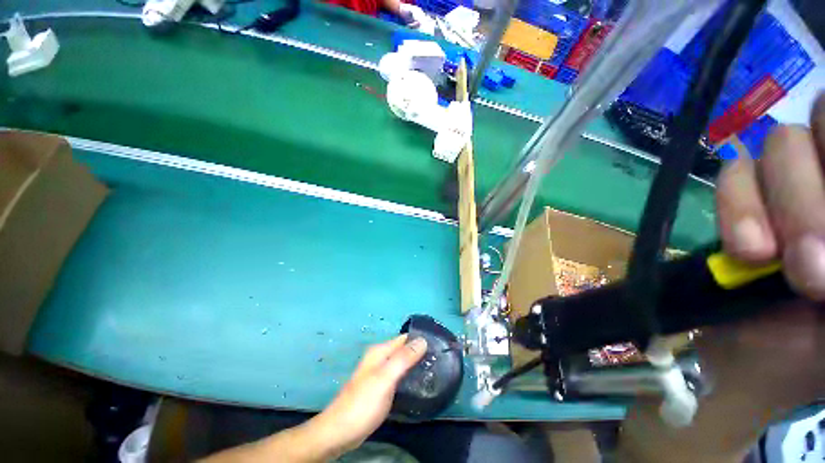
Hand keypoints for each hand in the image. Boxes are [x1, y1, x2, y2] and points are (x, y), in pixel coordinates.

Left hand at [200, 335, 426, 462]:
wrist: (340, 431)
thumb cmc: (363, 403)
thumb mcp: (385, 379)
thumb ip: (403, 359)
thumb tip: (422, 340)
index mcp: (380, 352)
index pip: (404, 338)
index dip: (420, 339)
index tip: (438, 345)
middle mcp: (379, 358)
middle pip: (403, 349)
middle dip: (419, 351)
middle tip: (439, 359)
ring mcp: (379, 373)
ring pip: (401, 362)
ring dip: (415, 363)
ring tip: (433, 369)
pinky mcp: (380, 386)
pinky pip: (398, 374)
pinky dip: (408, 374)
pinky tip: (418, 382)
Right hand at [617, 96, 824, 462]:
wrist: (765, 356)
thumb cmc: (824, 344)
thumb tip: (823, 243)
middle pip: (822, 120)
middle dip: (814, 191)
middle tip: (811, 267)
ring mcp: (785, 186)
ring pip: (778, 145)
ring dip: (776, 206)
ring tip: (770, 262)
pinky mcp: (741, 203)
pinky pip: (731, 176)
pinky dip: (735, 207)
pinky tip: (744, 251)